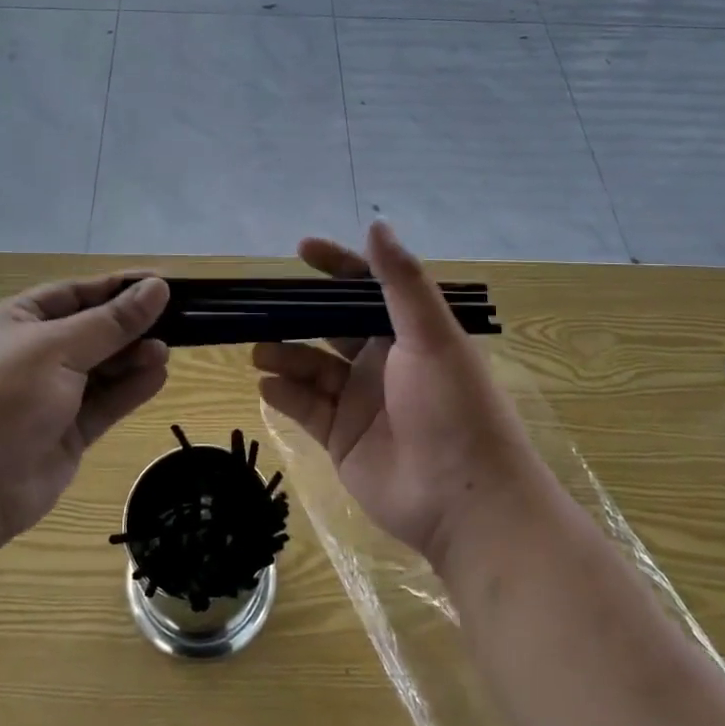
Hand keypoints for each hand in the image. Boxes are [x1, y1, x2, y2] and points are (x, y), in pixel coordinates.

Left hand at [0, 274, 170, 554]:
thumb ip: (111, 322)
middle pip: (92, 330)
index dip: (117, 287)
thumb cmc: (3, 399)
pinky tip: (158, 376)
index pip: (74, 293)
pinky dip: (130, 390)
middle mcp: (34, 354)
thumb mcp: (57, 349)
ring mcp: (50, 395)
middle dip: (129, 325)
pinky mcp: (67, 432)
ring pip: (102, 368)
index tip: (161, 283)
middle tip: (174, 320)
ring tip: (165, 352)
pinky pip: (105, 403)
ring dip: (133, 358)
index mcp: (16, 322)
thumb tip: (158, 288)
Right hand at [252, 222, 536, 565]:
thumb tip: (376, 224)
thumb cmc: (453, 407)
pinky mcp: (342, 439)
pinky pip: (306, 408)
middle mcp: (381, 362)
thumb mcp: (432, 336)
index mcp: (407, 334)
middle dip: (298, 315)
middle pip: (330, 327)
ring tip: (259, 351)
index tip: (301, 250)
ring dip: (284, 355)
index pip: (365, 289)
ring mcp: (360, 401)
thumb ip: (401, 282)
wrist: (465, 501)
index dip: (336, 266)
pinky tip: (266, 386)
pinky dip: (284, 394)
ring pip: (312, 367)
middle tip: (262, 307)